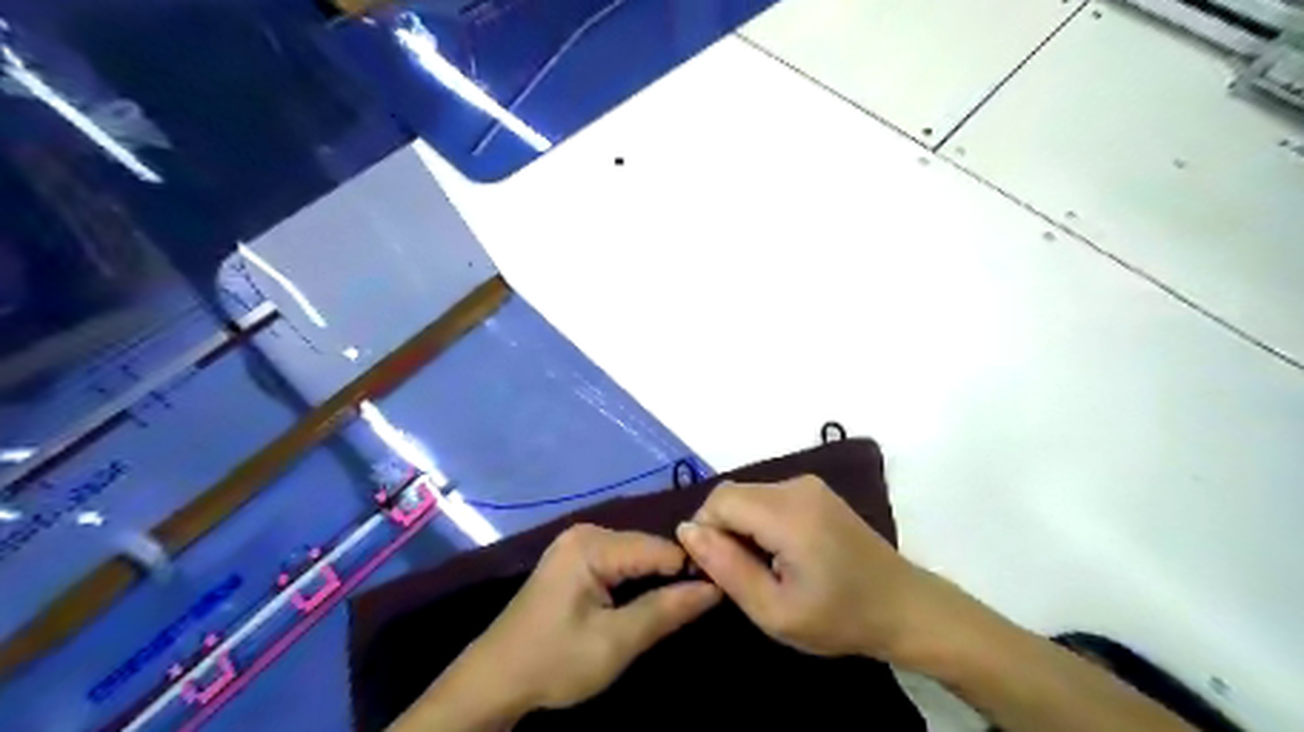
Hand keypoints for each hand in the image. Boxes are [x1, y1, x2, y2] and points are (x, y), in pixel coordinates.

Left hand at [406, 524, 717, 729]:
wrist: (494, 681)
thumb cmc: (553, 662)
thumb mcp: (615, 642)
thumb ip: (666, 610)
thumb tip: (715, 587)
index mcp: (592, 544)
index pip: (661, 547)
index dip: (692, 570)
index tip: (718, 594)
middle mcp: (586, 532)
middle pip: (648, 548)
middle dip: (673, 575)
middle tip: (698, 606)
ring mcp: (577, 543)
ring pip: (636, 555)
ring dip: (656, 579)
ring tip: (678, 605)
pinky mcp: (574, 559)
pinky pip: (619, 562)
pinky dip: (636, 581)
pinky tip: (646, 600)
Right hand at [678, 476, 954, 665]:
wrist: (905, 607)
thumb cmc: (841, 618)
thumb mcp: (775, 611)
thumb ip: (727, 568)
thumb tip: (687, 531)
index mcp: (788, 513)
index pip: (719, 500)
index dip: (706, 532)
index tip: (718, 571)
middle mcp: (796, 486)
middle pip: (732, 494)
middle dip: (722, 529)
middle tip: (741, 574)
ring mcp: (809, 484)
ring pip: (748, 495)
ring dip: (740, 526)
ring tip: (763, 568)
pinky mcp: (815, 491)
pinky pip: (767, 497)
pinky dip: (759, 521)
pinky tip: (780, 553)